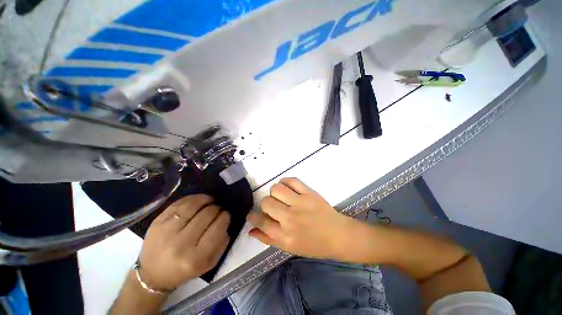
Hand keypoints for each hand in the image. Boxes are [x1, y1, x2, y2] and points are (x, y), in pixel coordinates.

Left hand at [138, 195, 229, 290]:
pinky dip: (192, 199)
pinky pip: (179, 204)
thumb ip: (221, 244)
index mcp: (196, 258)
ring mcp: (166, 232)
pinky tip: (199, 200)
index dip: (225, 217)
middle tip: (218, 209)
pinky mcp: (157, 223)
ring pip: (193, 206)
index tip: (226, 215)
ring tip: (210, 201)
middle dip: (217, 208)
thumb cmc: (185, 270)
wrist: (152, 275)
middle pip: (207, 214)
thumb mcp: (208, 264)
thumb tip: (226, 223)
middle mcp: (181, 244)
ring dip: (206, 200)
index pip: (218, 228)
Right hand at [247, 178, 355, 258]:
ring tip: (280, 196)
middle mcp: (290, 219)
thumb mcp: (289, 248)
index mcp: (285, 236)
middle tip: (272, 206)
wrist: (338, 235)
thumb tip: (250, 229)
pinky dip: (285, 181)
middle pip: (266, 202)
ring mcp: (301, 203)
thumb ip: (268, 239)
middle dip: (265, 203)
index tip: (253, 213)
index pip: (261, 221)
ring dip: (274, 192)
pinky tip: (287, 187)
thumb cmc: (313, 245)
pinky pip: (291, 180)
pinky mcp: (310, 193)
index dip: (253, 216)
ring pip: (276, 189)